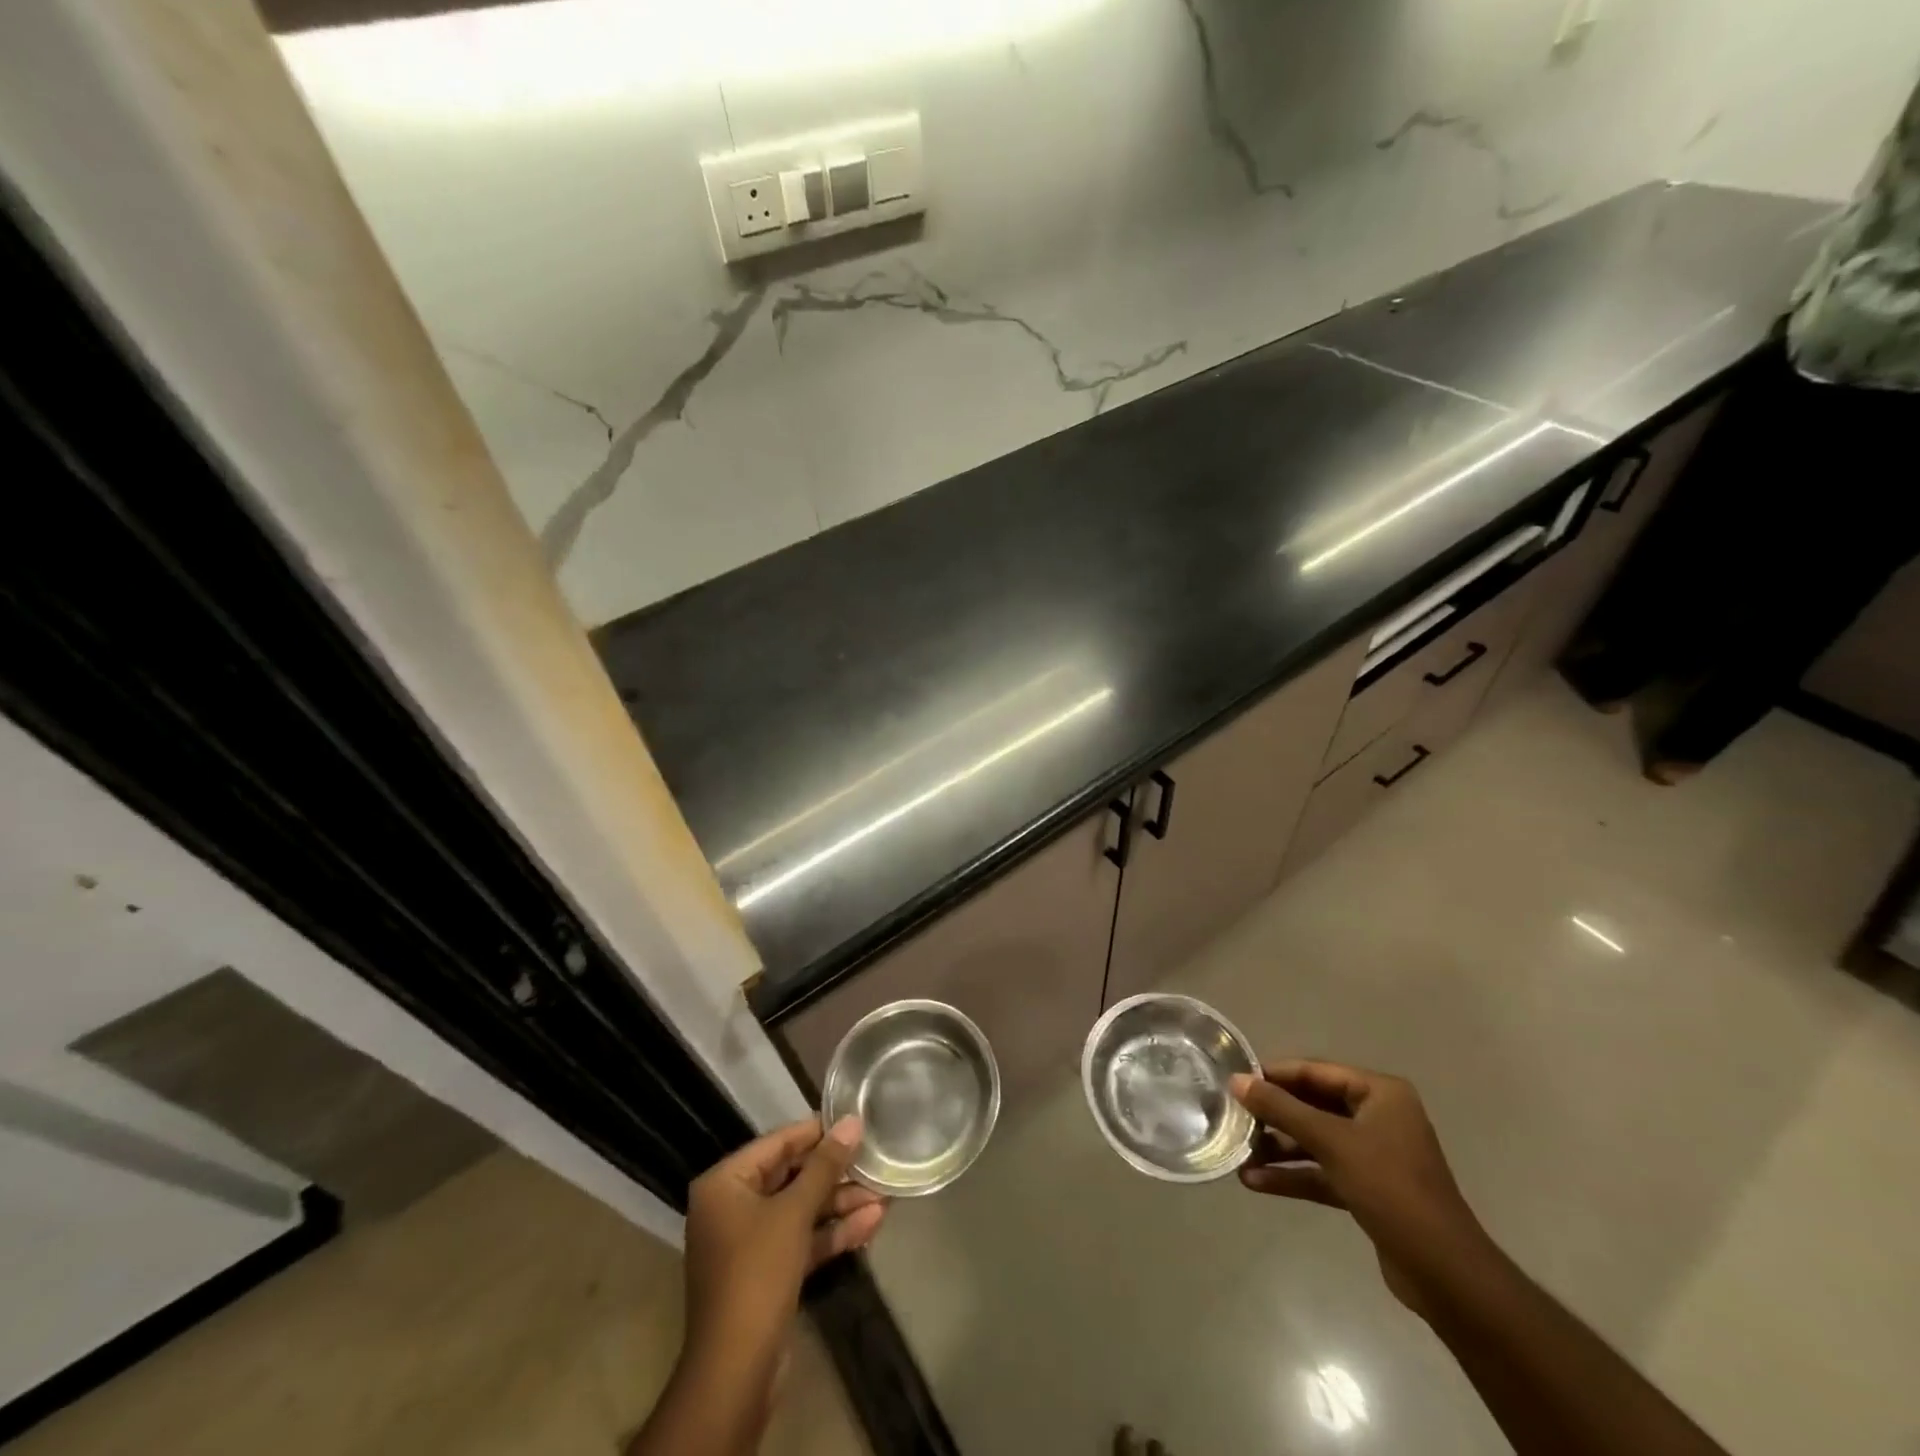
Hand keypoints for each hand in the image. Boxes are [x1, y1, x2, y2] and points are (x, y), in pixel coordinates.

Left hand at [682, 1117, 885, 1367]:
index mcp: (725, 1183)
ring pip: (801, 1210)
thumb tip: (852, 1122)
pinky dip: (832, 1232)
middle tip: (875, 1160)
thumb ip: (825, 1165)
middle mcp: (732, 1206)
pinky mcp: (768, 1272)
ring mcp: (750, 1242)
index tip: (855, 1122)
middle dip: (836, 1174)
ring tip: (885, 1193)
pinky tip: (872, 1223)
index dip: (817, 1132)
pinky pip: (802, 1240)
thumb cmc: (757, 1273)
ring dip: (841, 1204)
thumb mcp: (794, 1212)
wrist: (736, 1372)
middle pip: (791, 1176)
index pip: (777, 1143)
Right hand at [1230, 1060, 1489, 1315]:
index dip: (1274, 1075)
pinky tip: (1256, 1181)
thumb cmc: (1391, 1188)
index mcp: (1379, 1093)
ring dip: (1278, 1148)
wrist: (1445, 1274)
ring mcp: (1373, 1154)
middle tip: (1233, 1118)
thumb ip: (1281, 1109)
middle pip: (1313, 1105)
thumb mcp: (1332, 1142)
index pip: (1315, 1072)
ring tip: (1238, 1154)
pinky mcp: (1367, 1188)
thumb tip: (1236, 1081)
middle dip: (1273, 1116)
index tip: (1235, 1082)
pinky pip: (1322, 1171)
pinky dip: (1293, 1175)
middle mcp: (1377, 1116)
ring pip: (1315, 1140)